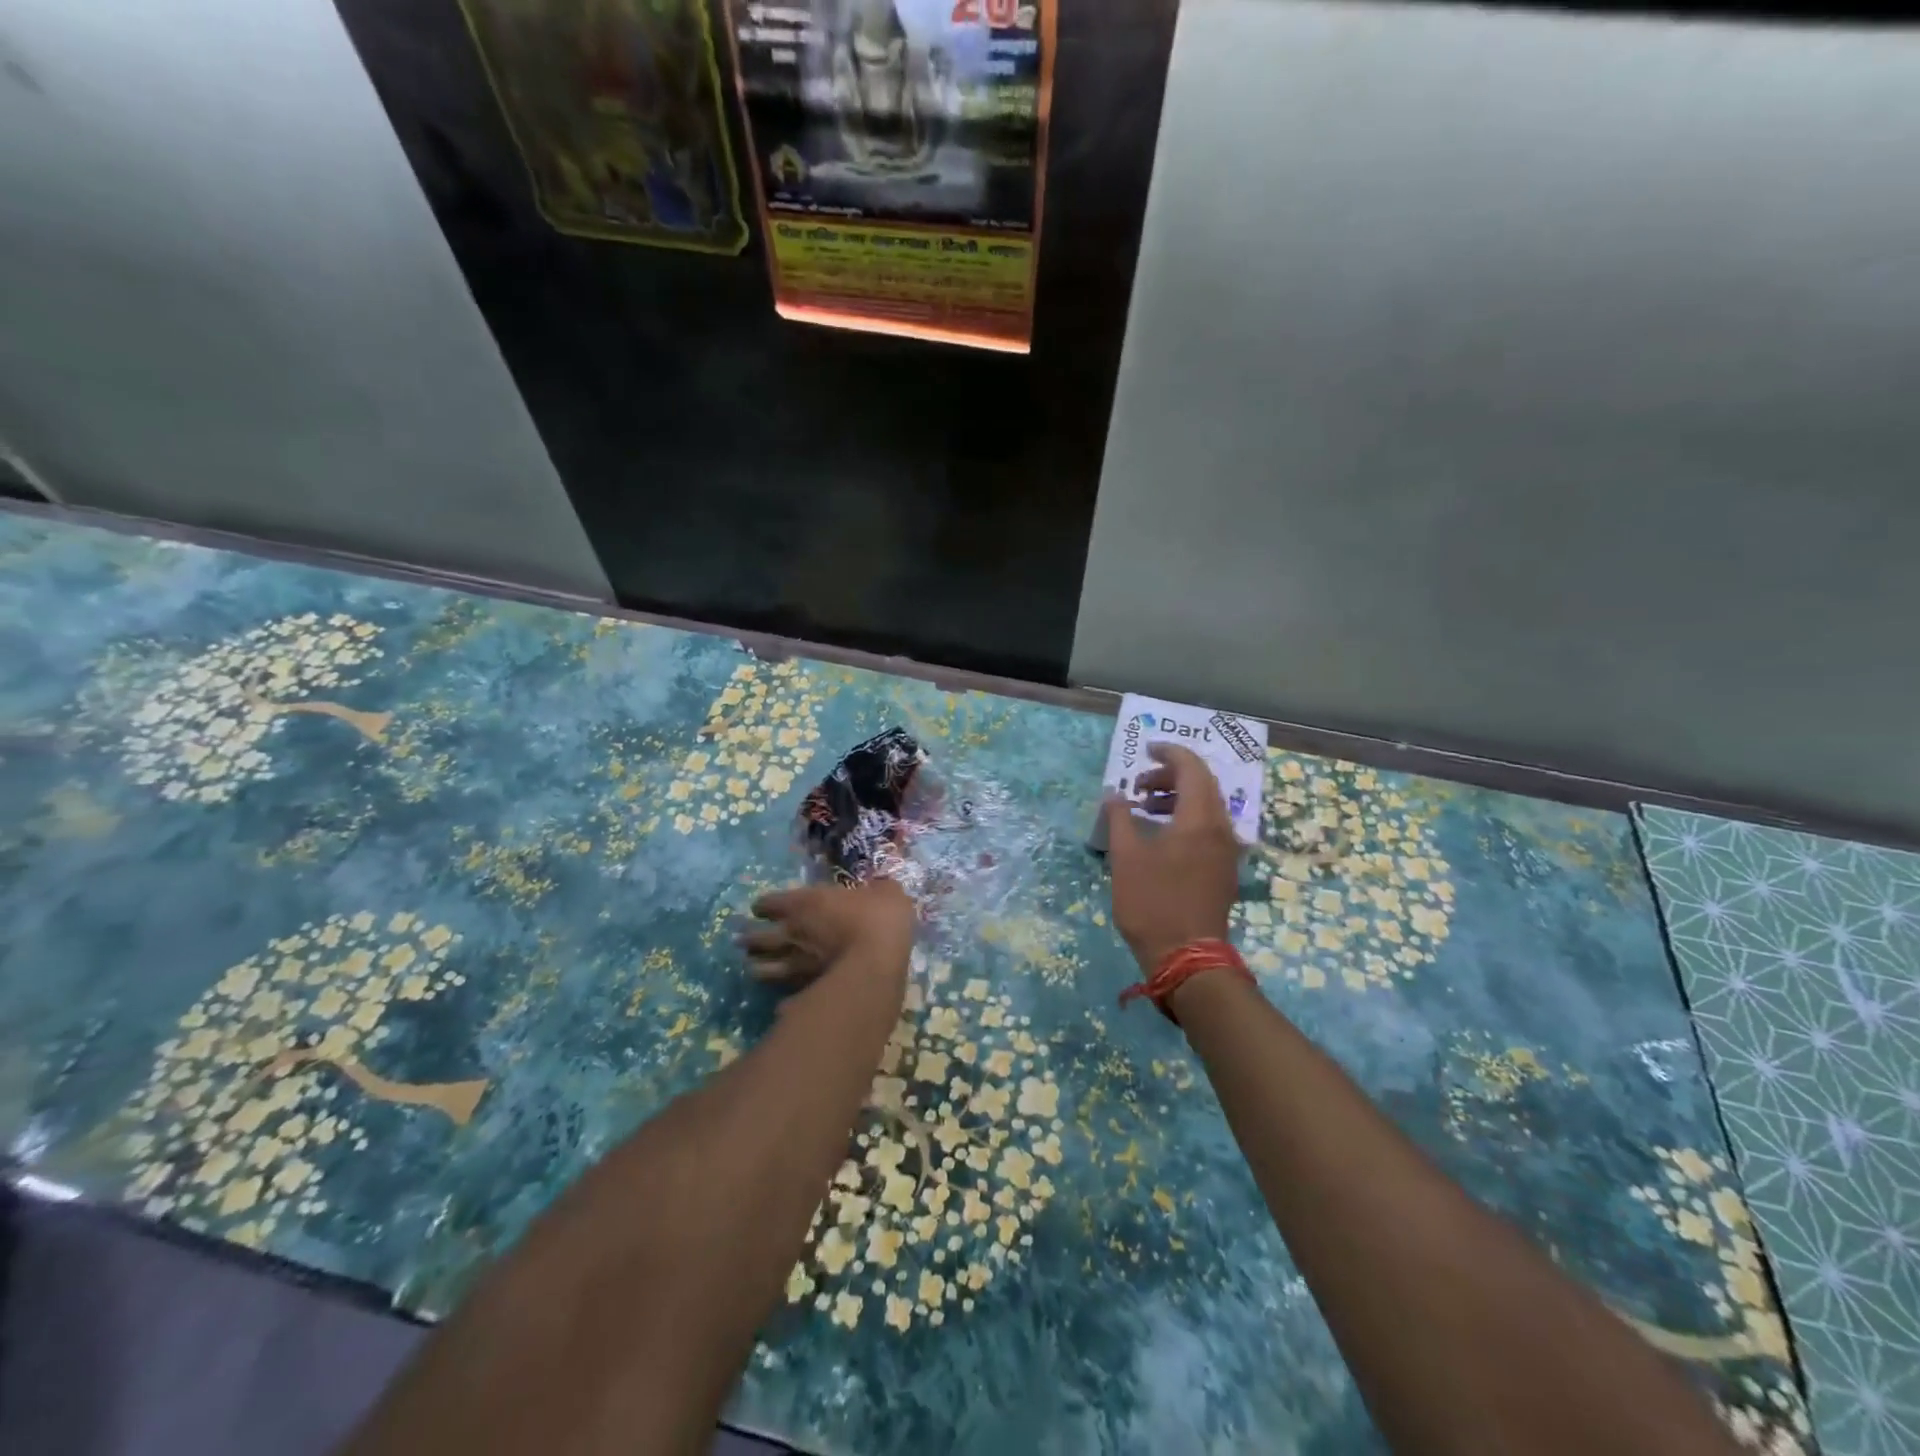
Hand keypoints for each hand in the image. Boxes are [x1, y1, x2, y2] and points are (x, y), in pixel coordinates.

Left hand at [741, 877, 915, 985]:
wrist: (878, 963)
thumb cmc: (878, 917)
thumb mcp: (887, 892)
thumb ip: (880, 889)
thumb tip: (882, 887)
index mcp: (804, 903)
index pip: (770, 902)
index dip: (764, 906)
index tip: (762, 908)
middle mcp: (792, 933)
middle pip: (758, 938)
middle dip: (750, 938)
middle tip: (745, 939)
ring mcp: (796, 966)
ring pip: (764, 969)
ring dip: (757, 968)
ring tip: (753, 969)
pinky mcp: (805, 992)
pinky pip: (784, 997)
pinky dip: (780, 1000)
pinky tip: (780, 1005)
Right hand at [1104, 743, 1238, 972]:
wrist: (1187, 957)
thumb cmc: (1152, 903)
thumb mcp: (1126, 857)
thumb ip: (1120, 818)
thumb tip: (1114, 795)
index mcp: (1200, 819)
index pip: (1192, 768)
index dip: (1169, 753)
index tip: (1145, 750)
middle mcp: (1221, 828)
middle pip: (1202, 784)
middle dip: (1170, 776)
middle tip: (1138, 784)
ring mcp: (1227, 850)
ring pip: (1206, 806)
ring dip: (1177, 797)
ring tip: (1144, 808)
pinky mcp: (1224, 868)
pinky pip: (1209, 827)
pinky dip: (1186, 818)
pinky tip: (1161, 834)